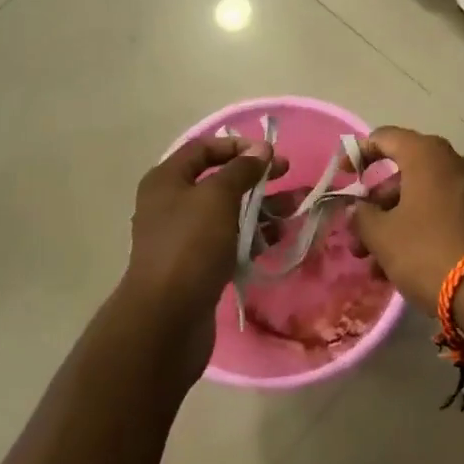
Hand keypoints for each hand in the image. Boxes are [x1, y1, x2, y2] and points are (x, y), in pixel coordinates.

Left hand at [119, 135, 281, 378]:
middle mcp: (172, 204)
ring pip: (230, 212)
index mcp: (167, 181)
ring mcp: (185, 237)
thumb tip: (260, 150)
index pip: (203, 149)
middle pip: (219, 180)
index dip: (236, 146)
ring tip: (296, 208)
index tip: (269, 153)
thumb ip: (241, 169)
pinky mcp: (199, 265)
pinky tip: (280, 237)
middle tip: (288, 175)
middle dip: (256, 177)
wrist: (167, 318)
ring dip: (262, 207)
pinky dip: (254, 236)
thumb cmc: (190, 246)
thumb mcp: (218, 197)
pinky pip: (230, 241)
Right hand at [349, 127, 463, 309]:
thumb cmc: (427, 251)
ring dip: (394, 225)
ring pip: (422, 198)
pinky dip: (419, 231)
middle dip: (376, 206)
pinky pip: (443, 214)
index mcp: (428, 154)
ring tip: (374, 266)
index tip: (342, 177)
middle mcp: (454, 162)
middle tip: (356, 238)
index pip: (385, 138)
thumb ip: (362, 216)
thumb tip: (357, 209)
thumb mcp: (383, 236)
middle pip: (404, 174)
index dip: (358, 154)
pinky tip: (401, 268)